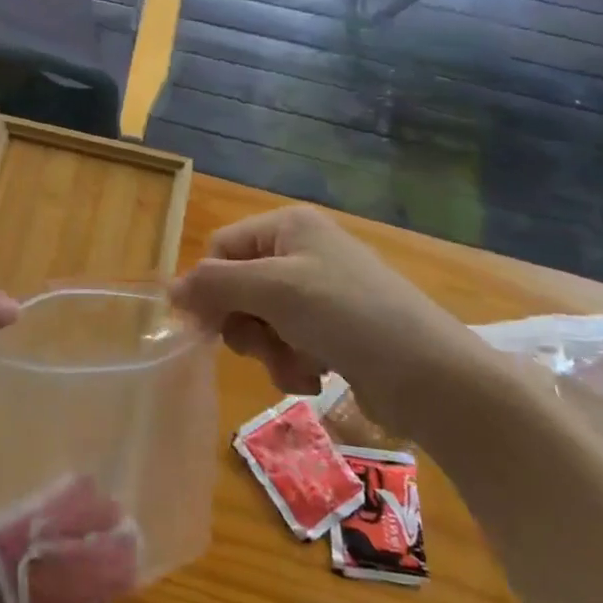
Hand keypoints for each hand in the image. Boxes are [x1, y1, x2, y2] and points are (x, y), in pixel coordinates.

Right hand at [170, 206, 493, 436]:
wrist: (433, 376)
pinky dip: (292, 363)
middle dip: (246, 324)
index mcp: (288, 226)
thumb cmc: (348, 316)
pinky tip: (315, 375)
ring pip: (260, 320)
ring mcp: (320, 291)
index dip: (210, 288)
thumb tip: (168, 292)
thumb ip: (214, 285)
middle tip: (262, 345)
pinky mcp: (335, 329)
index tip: (208, 327)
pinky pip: (287, 342)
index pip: (221, 250)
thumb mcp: (273, 290)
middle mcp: (302, 251)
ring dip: (269, 349)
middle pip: (238, 287)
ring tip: (298, 366)